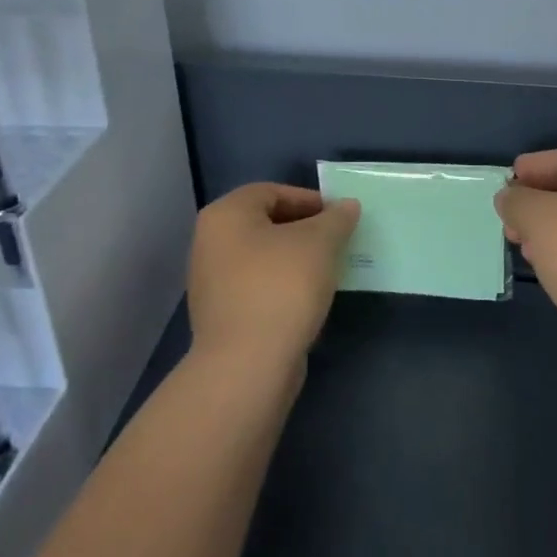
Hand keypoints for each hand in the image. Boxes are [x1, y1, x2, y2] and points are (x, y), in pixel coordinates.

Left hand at [186, 183, 359, 370]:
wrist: (247, 365)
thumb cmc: (282, 287)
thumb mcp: (320, 243)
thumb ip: (336, 219)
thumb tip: (347, 207)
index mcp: (225, 215)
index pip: (272, 191)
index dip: (310, 200)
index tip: (340, 217)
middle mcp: (209, 242)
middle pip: (265, 223)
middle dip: (305, 230)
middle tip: (338, 241)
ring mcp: (211, 282)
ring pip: (263, 257)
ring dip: (296, 259)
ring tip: (328, 270)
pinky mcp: (221, 315)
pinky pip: (258, 286)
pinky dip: (283, 286)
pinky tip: (308, 299)